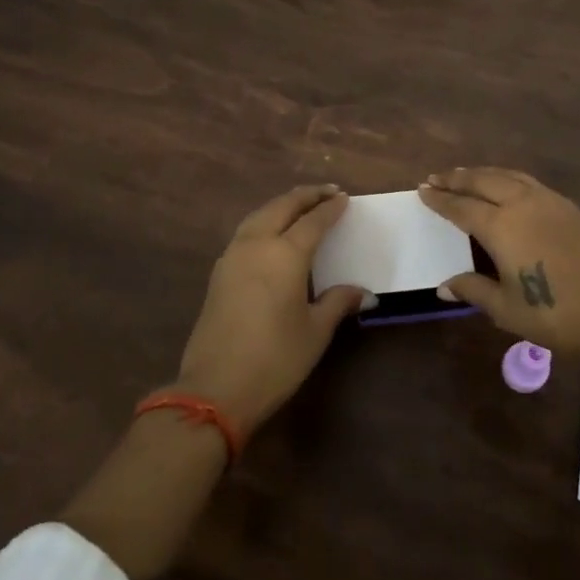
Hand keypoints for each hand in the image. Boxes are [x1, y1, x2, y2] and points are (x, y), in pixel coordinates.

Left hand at [174, 184, 369, 435]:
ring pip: (259, 215)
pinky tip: (272, 232)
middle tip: (327, 191)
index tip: (344, 198)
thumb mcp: (315, 332)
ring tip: (300, 205)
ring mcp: (232, 256)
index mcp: (285, 254)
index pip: (313, 221)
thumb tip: (364, 293)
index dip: (330, 208)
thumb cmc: (275, 359)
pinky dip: (264, 221)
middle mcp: (257, 245)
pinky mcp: (219, 272)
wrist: (215, 388)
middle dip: (305, 196)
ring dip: (282, 205)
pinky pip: (246, 232)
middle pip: (282, 207)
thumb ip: (337, 303)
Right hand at [417, 167, 579, 359]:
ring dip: (481, 173)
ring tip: (464, 175)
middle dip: (456, 178)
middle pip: (482, 181)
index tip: (422, 190)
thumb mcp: (507, 310)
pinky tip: (505, 185)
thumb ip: (474, 290)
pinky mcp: (569, 207)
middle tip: (436, 177)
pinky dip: (506, 177)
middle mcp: (522, 204)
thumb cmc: (556, 316)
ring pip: (507, 176)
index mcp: (502, 227)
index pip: (461, 207)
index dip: (440, 199)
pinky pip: (528, 181)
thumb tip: (444, 285)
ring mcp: (549, 202)